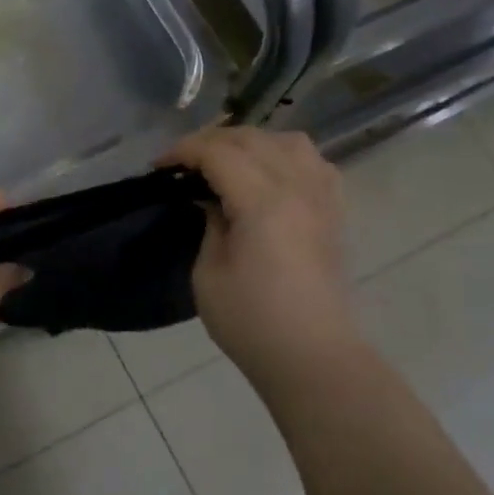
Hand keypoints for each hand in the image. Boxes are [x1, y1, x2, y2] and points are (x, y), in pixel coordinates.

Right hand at [162, 127, 357, 391]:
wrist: (311, 355)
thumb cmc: (251, 321)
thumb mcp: (208, 273)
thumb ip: (209, 223)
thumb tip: (211, 200)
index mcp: (264, 202)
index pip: (219, 152)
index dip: (183, 151)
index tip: (158, 167)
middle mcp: (299, 187)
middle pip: (253, 139)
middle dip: (211, 142)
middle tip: (182, 164)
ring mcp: (323, 197)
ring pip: (289, 141)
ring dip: (251, 143)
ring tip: (227, 163)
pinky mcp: (335, 212)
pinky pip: (313, 162)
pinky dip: (284, 156)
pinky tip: (268, 175)